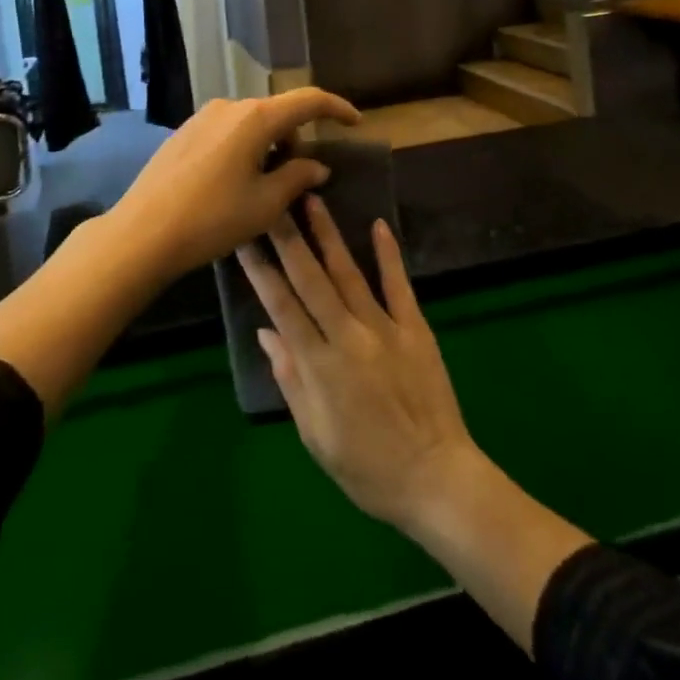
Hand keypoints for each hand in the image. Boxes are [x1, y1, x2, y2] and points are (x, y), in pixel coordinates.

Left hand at [105, 90, 358, 279]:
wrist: (142, 232)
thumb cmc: (212, 218)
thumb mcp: (265, 205)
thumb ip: (298, 178)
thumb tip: (317, 167)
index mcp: (256, 118)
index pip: (308, 101)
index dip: (337, 108)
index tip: (355, 122)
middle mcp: (230, 106)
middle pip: (278, 113)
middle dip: (296, 140)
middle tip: (298, 179)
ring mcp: (203, 117)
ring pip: (251, 123)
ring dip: (269, 146)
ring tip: (262, 188)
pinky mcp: (184, 132)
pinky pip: (227, 131)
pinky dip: (244, 148)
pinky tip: (232, 184)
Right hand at [239, 195, 480, 532]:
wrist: (436, 479)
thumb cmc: (367, 467)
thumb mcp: (315, 435)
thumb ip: (290, 379)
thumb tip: (265, 331)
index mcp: (319, 365)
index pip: (281, 306)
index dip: (260, 270)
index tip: (243, 238)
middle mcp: (348, 336)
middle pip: (311, 279)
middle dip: (287, 238)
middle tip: (271, 201)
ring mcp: (384, 328)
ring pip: (349, 273)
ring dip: (328, 235)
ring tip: (312, 200)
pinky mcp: (415, 328)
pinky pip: (399, 285)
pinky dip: (389, 254)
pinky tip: (378, 225)